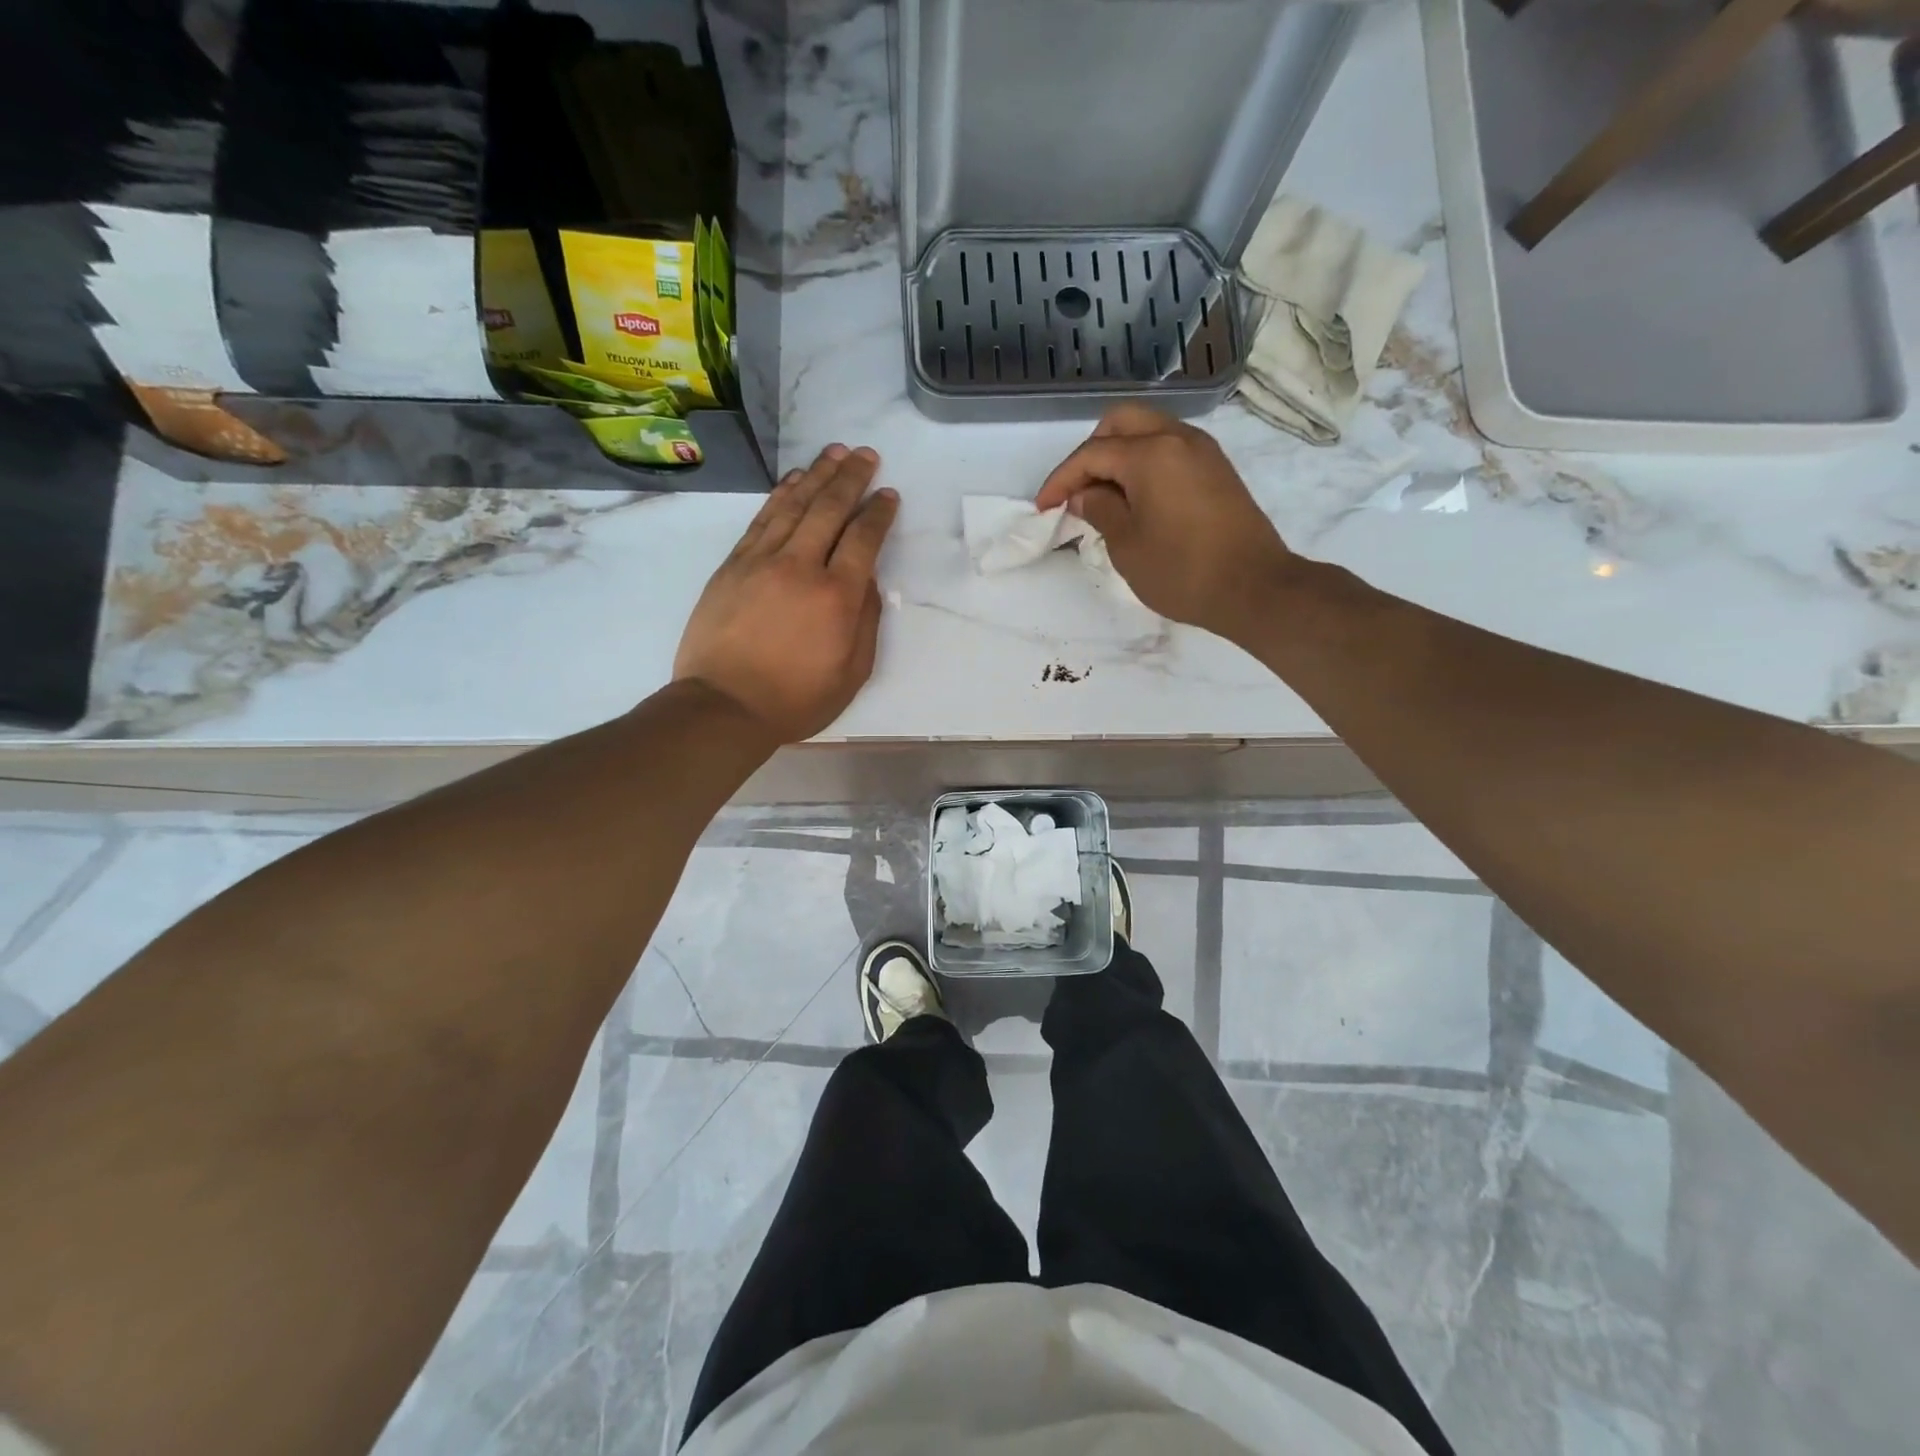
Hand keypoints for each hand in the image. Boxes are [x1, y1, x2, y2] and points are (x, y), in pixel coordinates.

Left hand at [674, 445, 899, 742]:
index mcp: (837, 596)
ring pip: (795, 505)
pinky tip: (794, 481)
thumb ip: (866, 622)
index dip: (879, 513)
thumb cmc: (795, 699)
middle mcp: (801, 567)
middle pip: (830, 508)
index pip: (864, 538)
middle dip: (852, 478)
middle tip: (867, 455)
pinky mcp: (734, 565)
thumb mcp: (851, 673)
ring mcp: (762, 561)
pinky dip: (781, 495)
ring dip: (818, 475)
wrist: (724, 706)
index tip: (889, 495)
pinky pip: (762, 519)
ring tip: (835, 453)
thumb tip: (868, 581)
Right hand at [1034, 405, 1294, 643]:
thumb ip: (1100, 510)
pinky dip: (1144, 463)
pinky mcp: (1217, 469)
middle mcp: (1178, 438)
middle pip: (1121, 423)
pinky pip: (1170, 449)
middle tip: (1077, 491)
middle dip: (1091, 452)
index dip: (1061, 479)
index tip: (1044, 507)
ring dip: (1119, 455)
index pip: (1091, 454)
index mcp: (1150, 453)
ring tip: (1104, 497)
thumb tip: (1086, 494)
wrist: (1253, 588)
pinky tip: (1135, 499)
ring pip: (1148, 431)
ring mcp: (1202, 451)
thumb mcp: (1127, 545)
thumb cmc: (1181, 571)